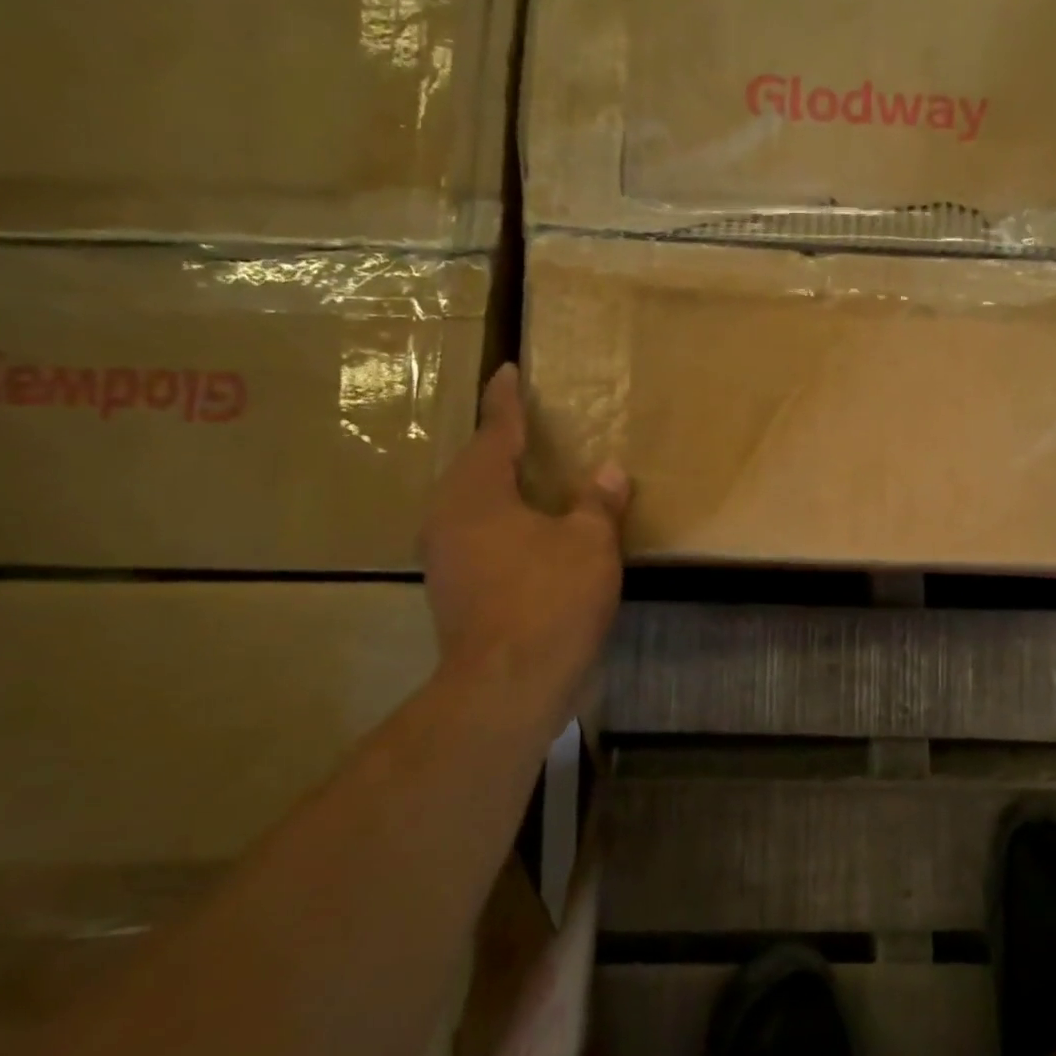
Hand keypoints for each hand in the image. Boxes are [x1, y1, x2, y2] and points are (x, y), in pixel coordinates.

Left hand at [420, 364, 627, 688]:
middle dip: (500, 443)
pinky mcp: (455, 589)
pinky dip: (502, 520)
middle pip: (475, 467)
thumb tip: (610, 471)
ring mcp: (445, 557)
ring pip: (472, 504)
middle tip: (526, 424)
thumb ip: (598, 503)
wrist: (508, 684)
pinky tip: (528, 529)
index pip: (495, 432)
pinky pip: (477, 534)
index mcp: (477, 494)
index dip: (506, 401)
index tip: (508, 371)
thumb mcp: (588, 543)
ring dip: (500, 485)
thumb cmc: (549, 599)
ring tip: (530, 473)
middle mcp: (448, 518)